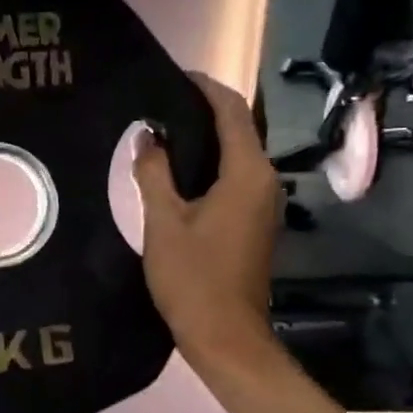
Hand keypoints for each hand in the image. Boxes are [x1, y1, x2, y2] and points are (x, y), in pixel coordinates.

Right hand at [132, 75, 282, 366]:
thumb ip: (154, 173)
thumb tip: (147, 136)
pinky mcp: (254, 221)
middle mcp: (264, 181)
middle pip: (236, 129)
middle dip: (200, 111)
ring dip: (203, 140)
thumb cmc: (193, 278)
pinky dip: (208, 166)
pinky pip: (233, 178)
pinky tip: (175, 172)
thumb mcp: (164, 222)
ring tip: (160, 132)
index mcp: (247, 173)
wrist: (226, 335)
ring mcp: (263, 203)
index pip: (230, 110)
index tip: (170, 76)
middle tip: (156, 104)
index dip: (203, 87)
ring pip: (235, 155)